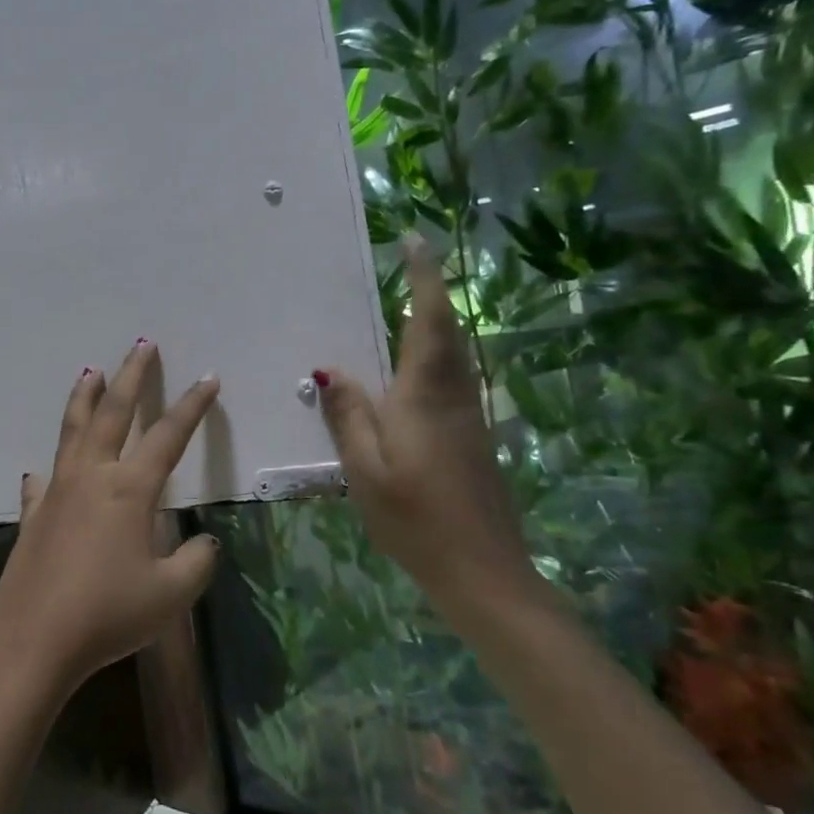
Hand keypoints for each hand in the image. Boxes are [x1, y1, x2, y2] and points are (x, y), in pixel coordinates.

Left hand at [0, 341, 221, 693]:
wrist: (35, 638)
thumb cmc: (108, 613)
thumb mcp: (170, 594)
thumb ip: (196, 563)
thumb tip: (205, 542)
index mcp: (128, 489)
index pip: (168, 436)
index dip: (192, 406)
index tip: (208, 378)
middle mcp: (91, 477)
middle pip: (112, 413)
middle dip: (130, 376)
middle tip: (141, 345)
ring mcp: (56, 493)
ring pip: (72, 431)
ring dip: (84, 399)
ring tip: (91, 372)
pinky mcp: (32, 516)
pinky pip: (43, 482)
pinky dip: (49, 469)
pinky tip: (44, 471)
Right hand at [316, 241, 540, 615]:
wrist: (484, 571)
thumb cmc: (416, 519)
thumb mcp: (365, 470)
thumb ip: (349, 416)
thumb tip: (329, 370)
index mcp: (424, 396)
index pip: (427, 322)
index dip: (423, 279)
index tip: (414, 241)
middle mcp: (453, 396)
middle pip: (447, 331)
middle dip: (431, 292)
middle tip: (409, 262)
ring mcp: (469, 416)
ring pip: (454, 354)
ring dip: (435, 320)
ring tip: (408, 302)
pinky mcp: (472, 436)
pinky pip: (452, 378)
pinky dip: (436, 353)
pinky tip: (413, 368)